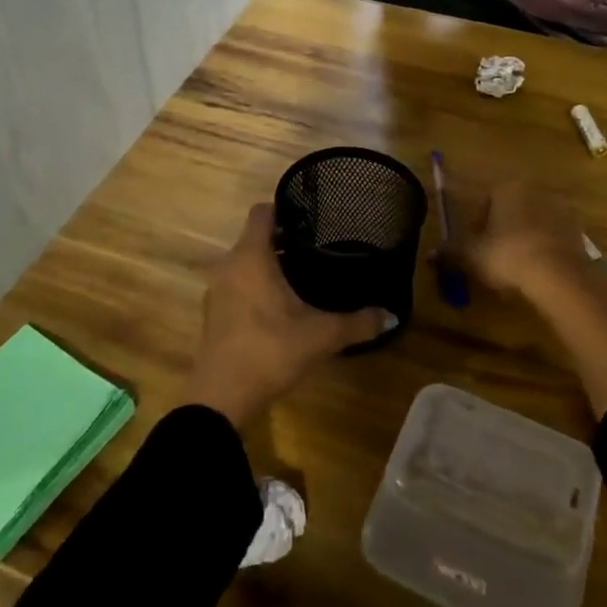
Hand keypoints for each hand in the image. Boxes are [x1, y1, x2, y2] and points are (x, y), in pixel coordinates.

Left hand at [179, 204, 392, 427]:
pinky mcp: (214, 314)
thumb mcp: (320, 336)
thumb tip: (392, 315)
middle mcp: (229, 265)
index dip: (284, 209)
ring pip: (245, 263)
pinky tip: (281, 307)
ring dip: (269, 266)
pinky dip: (256, 287)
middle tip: (318, 249)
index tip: (311, 219)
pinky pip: (237, 285)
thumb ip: (357, 322)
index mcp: (251, 257)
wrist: (220, 398)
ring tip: (304, 277)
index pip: (261, 212)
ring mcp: (217, 290)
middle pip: (255, 238)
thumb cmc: (269, 351)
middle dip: (284, 240)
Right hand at [450, 176, 600, 315]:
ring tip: (517, 268)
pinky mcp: (578, 228)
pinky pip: (552, 236)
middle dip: (501, 230)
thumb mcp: (471, 255)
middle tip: (494, 257)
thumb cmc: (508, 255)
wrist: (559, 276)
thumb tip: (429, 255)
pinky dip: (544, 248)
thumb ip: (450, 252)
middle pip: (510, 208)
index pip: (485, 200)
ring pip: (532, 221)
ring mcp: (560, 207)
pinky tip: (538, 271)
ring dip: (524, 239)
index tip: (475, 246)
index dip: (477, 224)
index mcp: (507, 187)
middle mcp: (534, 189)